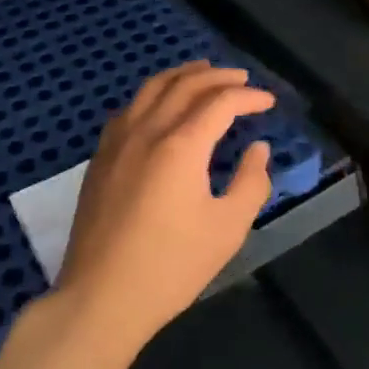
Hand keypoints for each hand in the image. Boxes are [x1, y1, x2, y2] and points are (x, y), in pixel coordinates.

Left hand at [57, 61, 275, 351]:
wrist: (101, 296)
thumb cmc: (171, 266)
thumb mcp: (227, 229)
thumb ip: (251, 182)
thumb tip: (258, 147)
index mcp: (181, 145)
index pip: (220, 103)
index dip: (248, 97)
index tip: (268, 102)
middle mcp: (147, 130)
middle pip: (185, 85)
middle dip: (217, 76)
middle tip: (240, 77)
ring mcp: (118, 140)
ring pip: (152, 88)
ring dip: (181, 75)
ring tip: (202, 72)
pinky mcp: (101, 156)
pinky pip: (130, 108)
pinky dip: (153, 94)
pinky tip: (159, 104)